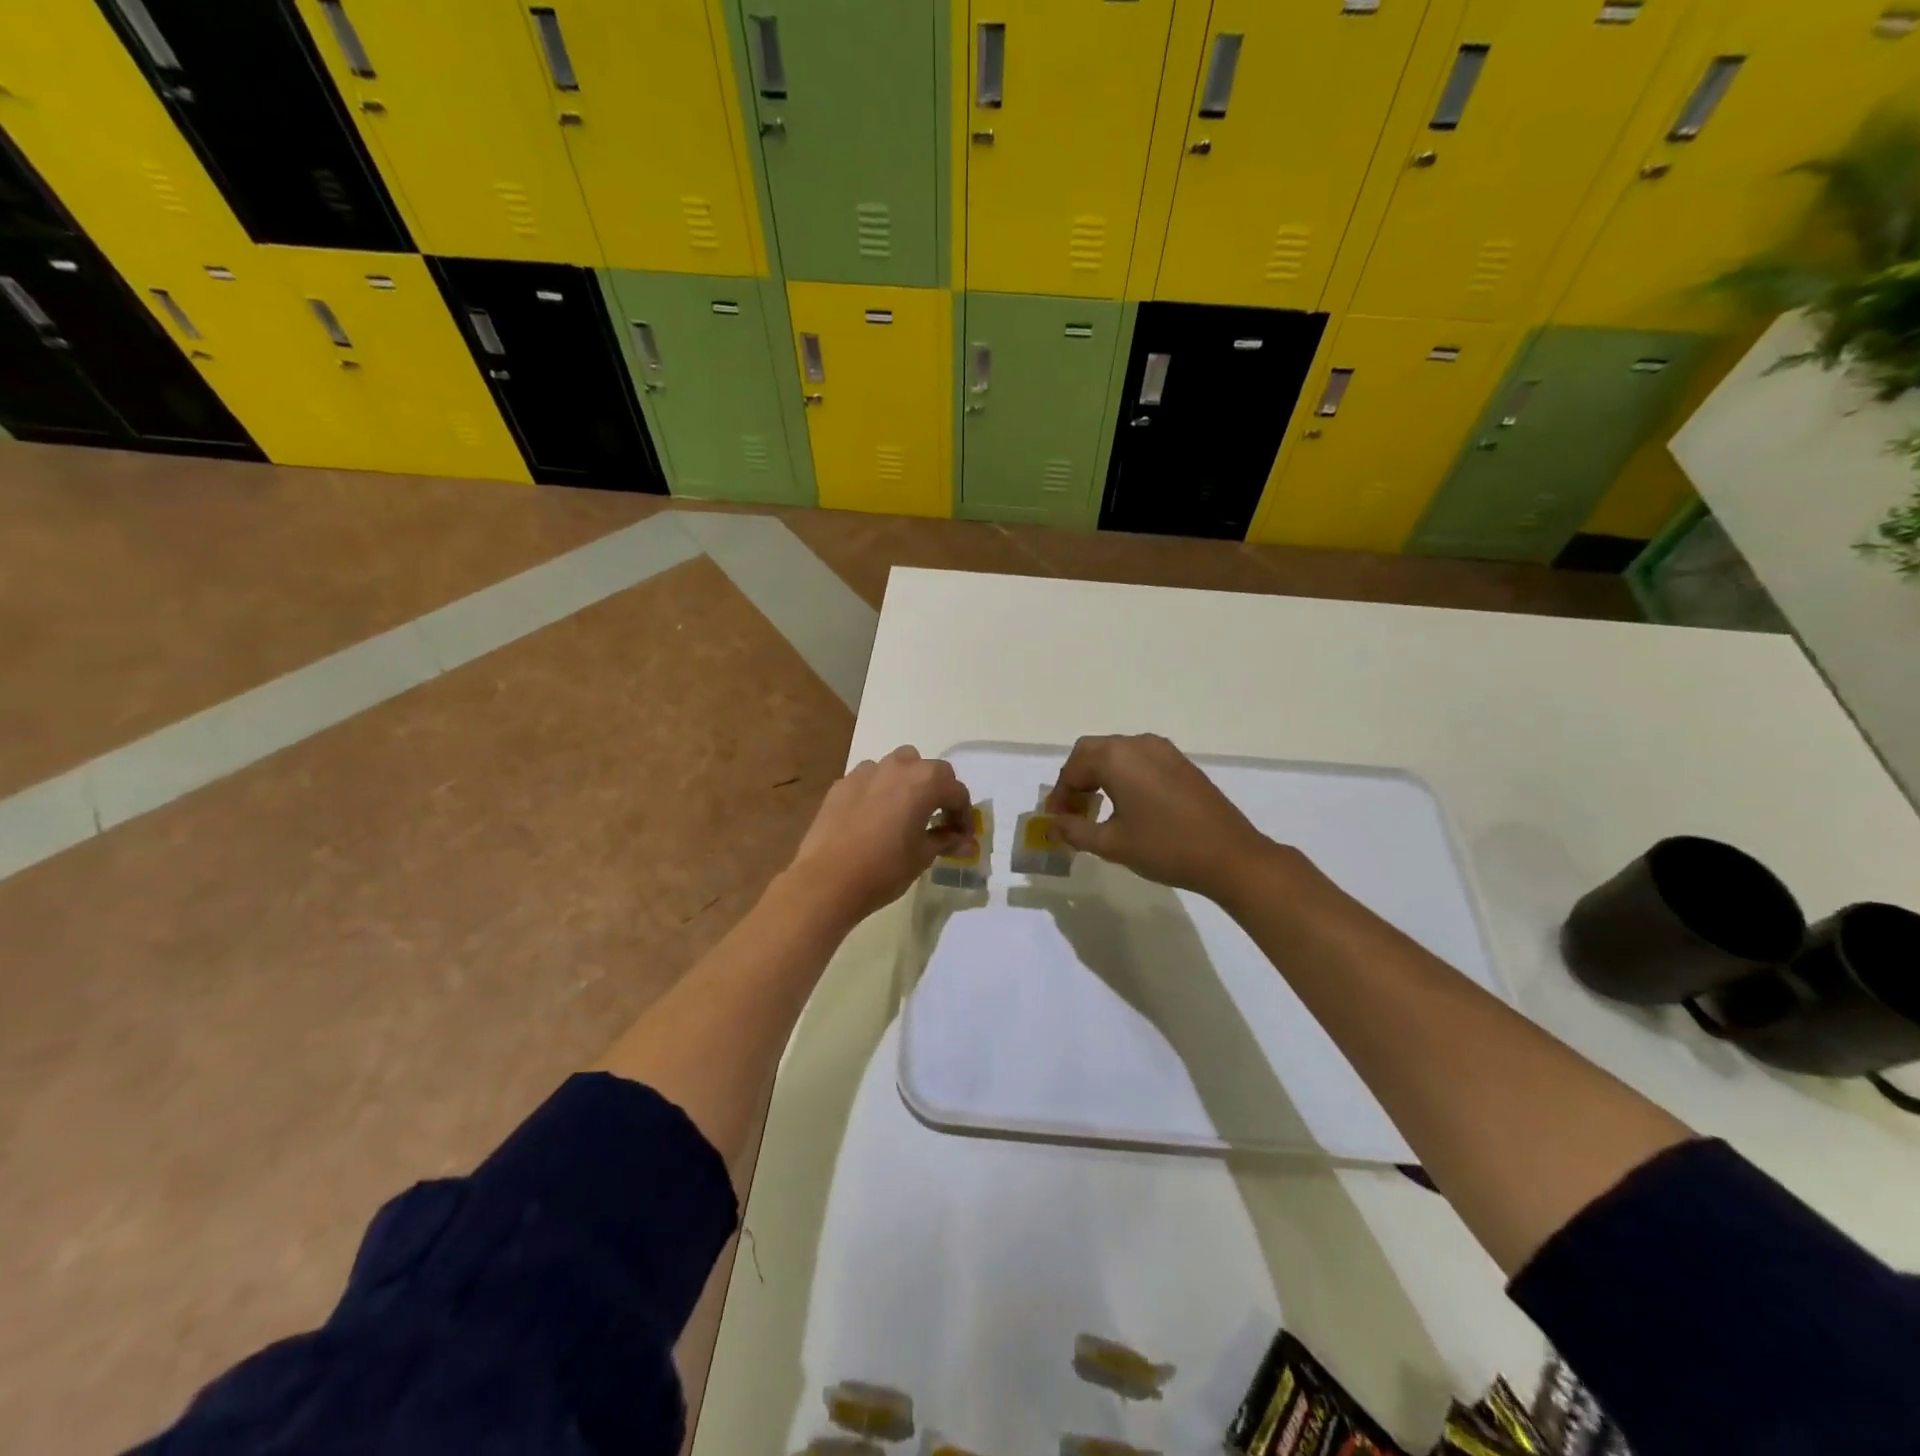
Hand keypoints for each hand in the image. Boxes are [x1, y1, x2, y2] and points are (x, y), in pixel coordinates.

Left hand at [787, 746, 973, 925]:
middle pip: (930, 770)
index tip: (963, 837)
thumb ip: (946, 841)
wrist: (828, 879)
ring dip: (909, 783)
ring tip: (906, 812)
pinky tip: (875, 817)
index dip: (964, 815)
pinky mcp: (842, 784)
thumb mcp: (923, 856)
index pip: (956, 792)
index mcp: (925, 781)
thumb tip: (965, 843)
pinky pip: (870, 779)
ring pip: (898, 766)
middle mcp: (898, 767)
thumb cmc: (885, 868)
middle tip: (939, 821)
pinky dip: (880, 790)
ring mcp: (866, 772)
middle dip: (940, 792)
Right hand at [1045, 733, 1281, 903]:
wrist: (1230, 856)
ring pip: (1116, 754)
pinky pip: (1139, 760)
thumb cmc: (1165, 848)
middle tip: (1071, 813)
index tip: (1054, 822)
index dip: (1059, 796)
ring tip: (1096, 811)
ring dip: (1099, 777)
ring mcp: (1163, 750)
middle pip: (1092, 753)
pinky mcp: (1180, 763)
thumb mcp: (1112, 843)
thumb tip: (1052, 825)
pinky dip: (1123, 776)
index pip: (1073, 769)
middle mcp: (1137, 744)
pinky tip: (1126, 806)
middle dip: (1076, 781)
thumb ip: (1075, 830)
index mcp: (1116, 758)